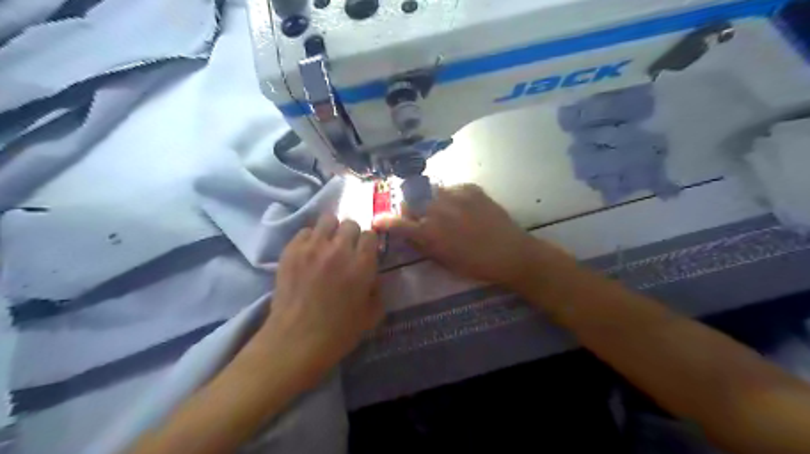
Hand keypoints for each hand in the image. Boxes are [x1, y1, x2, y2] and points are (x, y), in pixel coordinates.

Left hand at [259, 215, 384, 384]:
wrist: (295, 342)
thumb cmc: (338, 333)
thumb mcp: (371, 315)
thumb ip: (377, 289)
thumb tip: (372, 275)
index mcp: (362, 264)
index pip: (370, 235)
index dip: (369, 244)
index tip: (365, 253)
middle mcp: (339, 249)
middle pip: (350, 223)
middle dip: (352, 234)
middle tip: (347, 249)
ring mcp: (313, 247)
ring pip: (327, 219)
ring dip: (331, 230)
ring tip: (328, 245)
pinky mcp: (291, 251)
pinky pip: (305, 231)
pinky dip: (310, 238)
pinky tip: (310, 253)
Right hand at [375, 182, 540, 287]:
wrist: (510, 252)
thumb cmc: (475, 264)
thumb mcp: (443, 261)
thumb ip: (421, 245)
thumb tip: (407, 233)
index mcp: (429, 232)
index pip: (398, 223)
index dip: (385, 221)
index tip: (377, 220)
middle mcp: (437, 209)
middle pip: (413, 201)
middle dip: (413, 210)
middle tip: (423, 218)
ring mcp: (455, 195)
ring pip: (432, 192)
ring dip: (432, 201)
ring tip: (447, 212)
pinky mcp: (471, 188)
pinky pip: (452, 188)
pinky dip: (452, 197)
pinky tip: (464, 208)